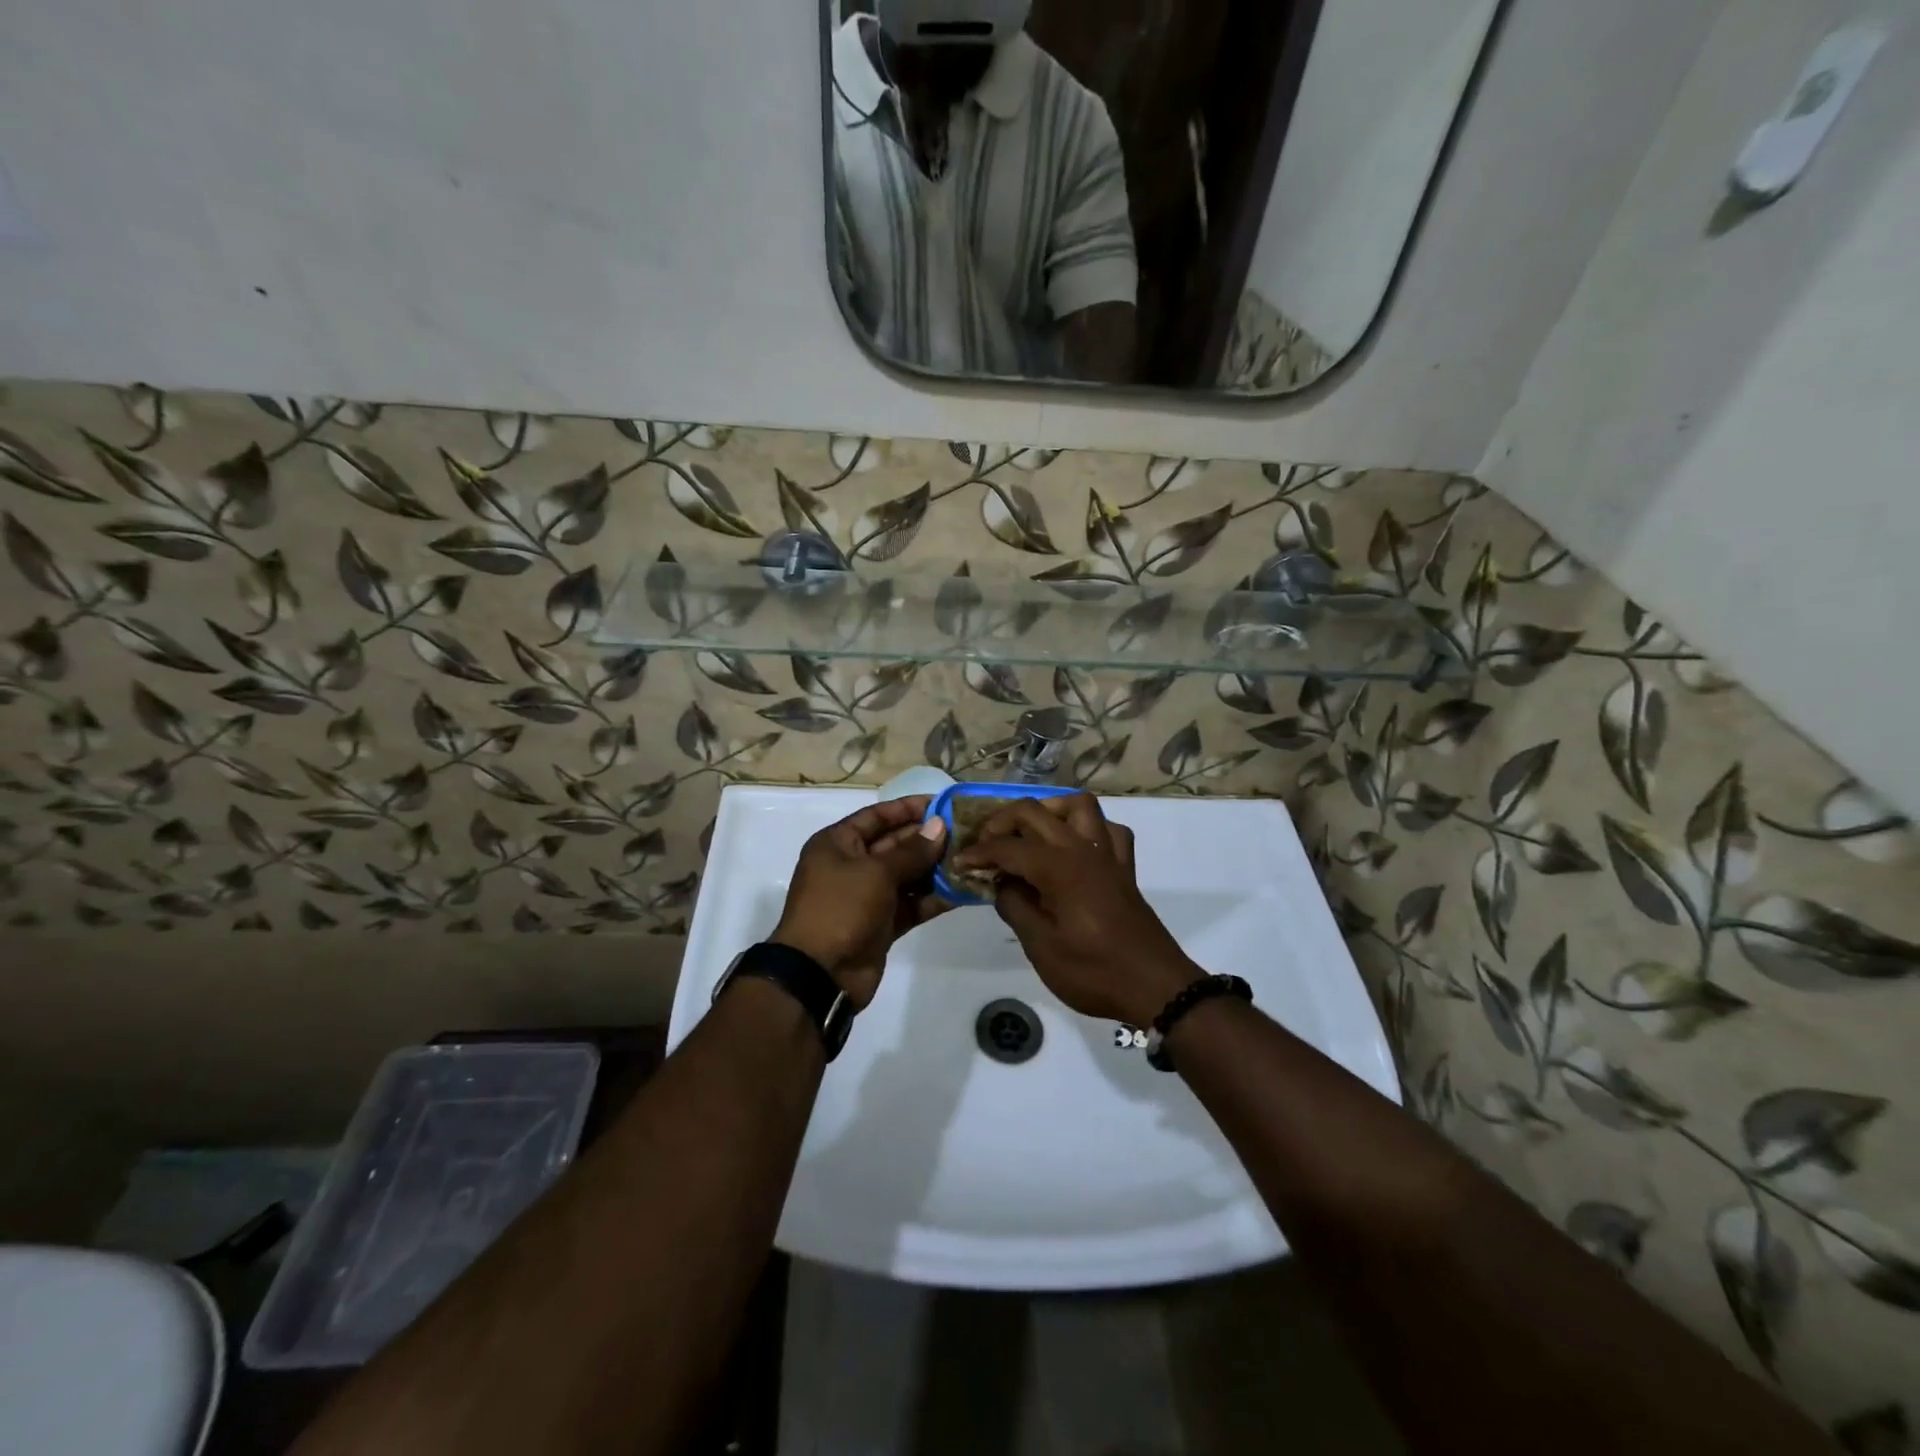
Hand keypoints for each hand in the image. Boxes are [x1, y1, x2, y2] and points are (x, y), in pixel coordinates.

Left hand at [771, 795, 950, 1008]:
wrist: (820, 975)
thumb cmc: (840, 909)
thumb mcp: (875, 873)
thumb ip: (911, 851)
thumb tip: (940, 826)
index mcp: (837, 844)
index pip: (877, 816)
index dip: (909, 808)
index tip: (943, 804)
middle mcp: (851, 865)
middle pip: (895, 844)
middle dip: (928, 839)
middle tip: (966, 832)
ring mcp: (867, 896)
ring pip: (907, 875)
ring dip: (936, 869)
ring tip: (971, 858)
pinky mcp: (882, 924)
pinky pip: (912, 904)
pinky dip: (933, 898)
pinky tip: (963, 890)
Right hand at [952, 794, 1199, 1025]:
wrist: (1155, 986)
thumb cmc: (1093, 971)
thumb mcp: (1041, 946)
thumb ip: (1015, 906)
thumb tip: (1001, 884)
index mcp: (1057, 867)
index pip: (1007, 846)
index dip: (978, 853)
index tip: (958, 864)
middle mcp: (1081, 848)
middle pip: (1034, 812)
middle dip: (1002, 822)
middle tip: (983, 846)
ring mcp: (1107, 854)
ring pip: (1077, 806)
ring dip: (1047, 810)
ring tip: (1028, 833)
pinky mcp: (1123, 868)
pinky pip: (1107, 830)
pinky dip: (1086, 828)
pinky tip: (1072, 846)